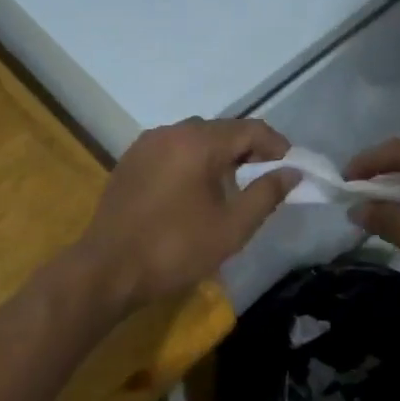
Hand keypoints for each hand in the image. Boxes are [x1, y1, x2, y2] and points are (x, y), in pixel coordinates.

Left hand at [75, 118, 295, 309]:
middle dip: (249, 151)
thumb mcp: (232, 227)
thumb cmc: (176, 249)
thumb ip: (266, 195)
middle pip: (222, 130)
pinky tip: (196, 192)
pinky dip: (193, 162)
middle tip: (264, 181)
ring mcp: (145, 145)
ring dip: (220, 156)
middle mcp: (170, 132)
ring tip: (232, 188)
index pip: (250, 129)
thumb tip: (291, 173)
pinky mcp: (130, 162)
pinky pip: (172, 151)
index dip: (277, 147)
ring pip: (195, 139)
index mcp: (198, 142)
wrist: (108, 270)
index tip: (291, 170)